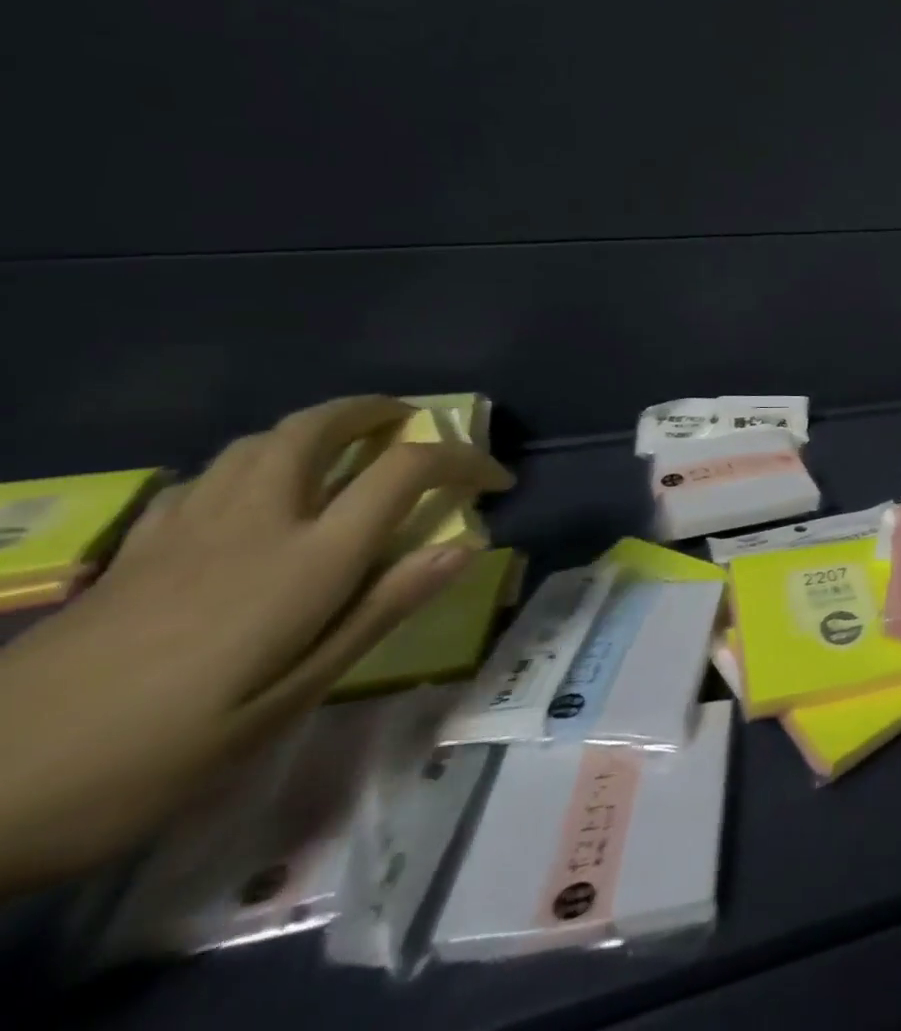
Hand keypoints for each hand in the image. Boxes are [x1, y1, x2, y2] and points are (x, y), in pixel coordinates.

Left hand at [0, 396, 512, 892]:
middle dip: (377, 412)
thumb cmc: (158, 754)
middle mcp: (256, 522)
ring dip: (317, 426)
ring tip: (346, 446)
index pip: (405, 471)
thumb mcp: (290, 699)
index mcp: (306, 559)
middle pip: (320, 428)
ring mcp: (188, 528)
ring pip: (260, 440)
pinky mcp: (138, 547)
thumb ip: (380, 611)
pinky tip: (257, 492)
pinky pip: (209, 475)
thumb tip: (464, 547)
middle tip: (412, 424)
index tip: (495, 478)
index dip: (463, 460)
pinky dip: (254, 462)